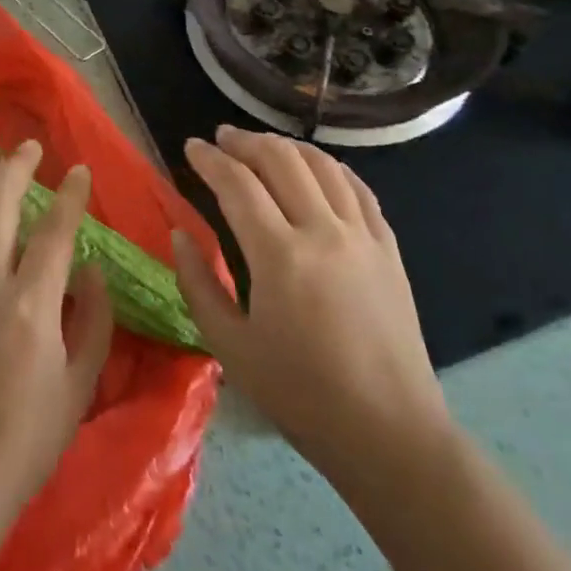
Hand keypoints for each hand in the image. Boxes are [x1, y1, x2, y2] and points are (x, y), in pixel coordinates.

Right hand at [171, 125, 454, 491]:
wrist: (390, 432)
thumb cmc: (301, 396)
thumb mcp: (230, 348)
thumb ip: (198, 284)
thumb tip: (180, 235)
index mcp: (279, 256)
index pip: (237, 185)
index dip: (210, 159)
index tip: (192, 146)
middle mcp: (323, 231)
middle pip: (280, 161)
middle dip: (245, 142)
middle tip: (222, 138)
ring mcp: (362, 236)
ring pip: (322, 166)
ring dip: (286, 147)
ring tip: (262, 145)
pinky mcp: (388, 248)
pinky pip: (358, 189)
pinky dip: (331, 167)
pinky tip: (317, 167)